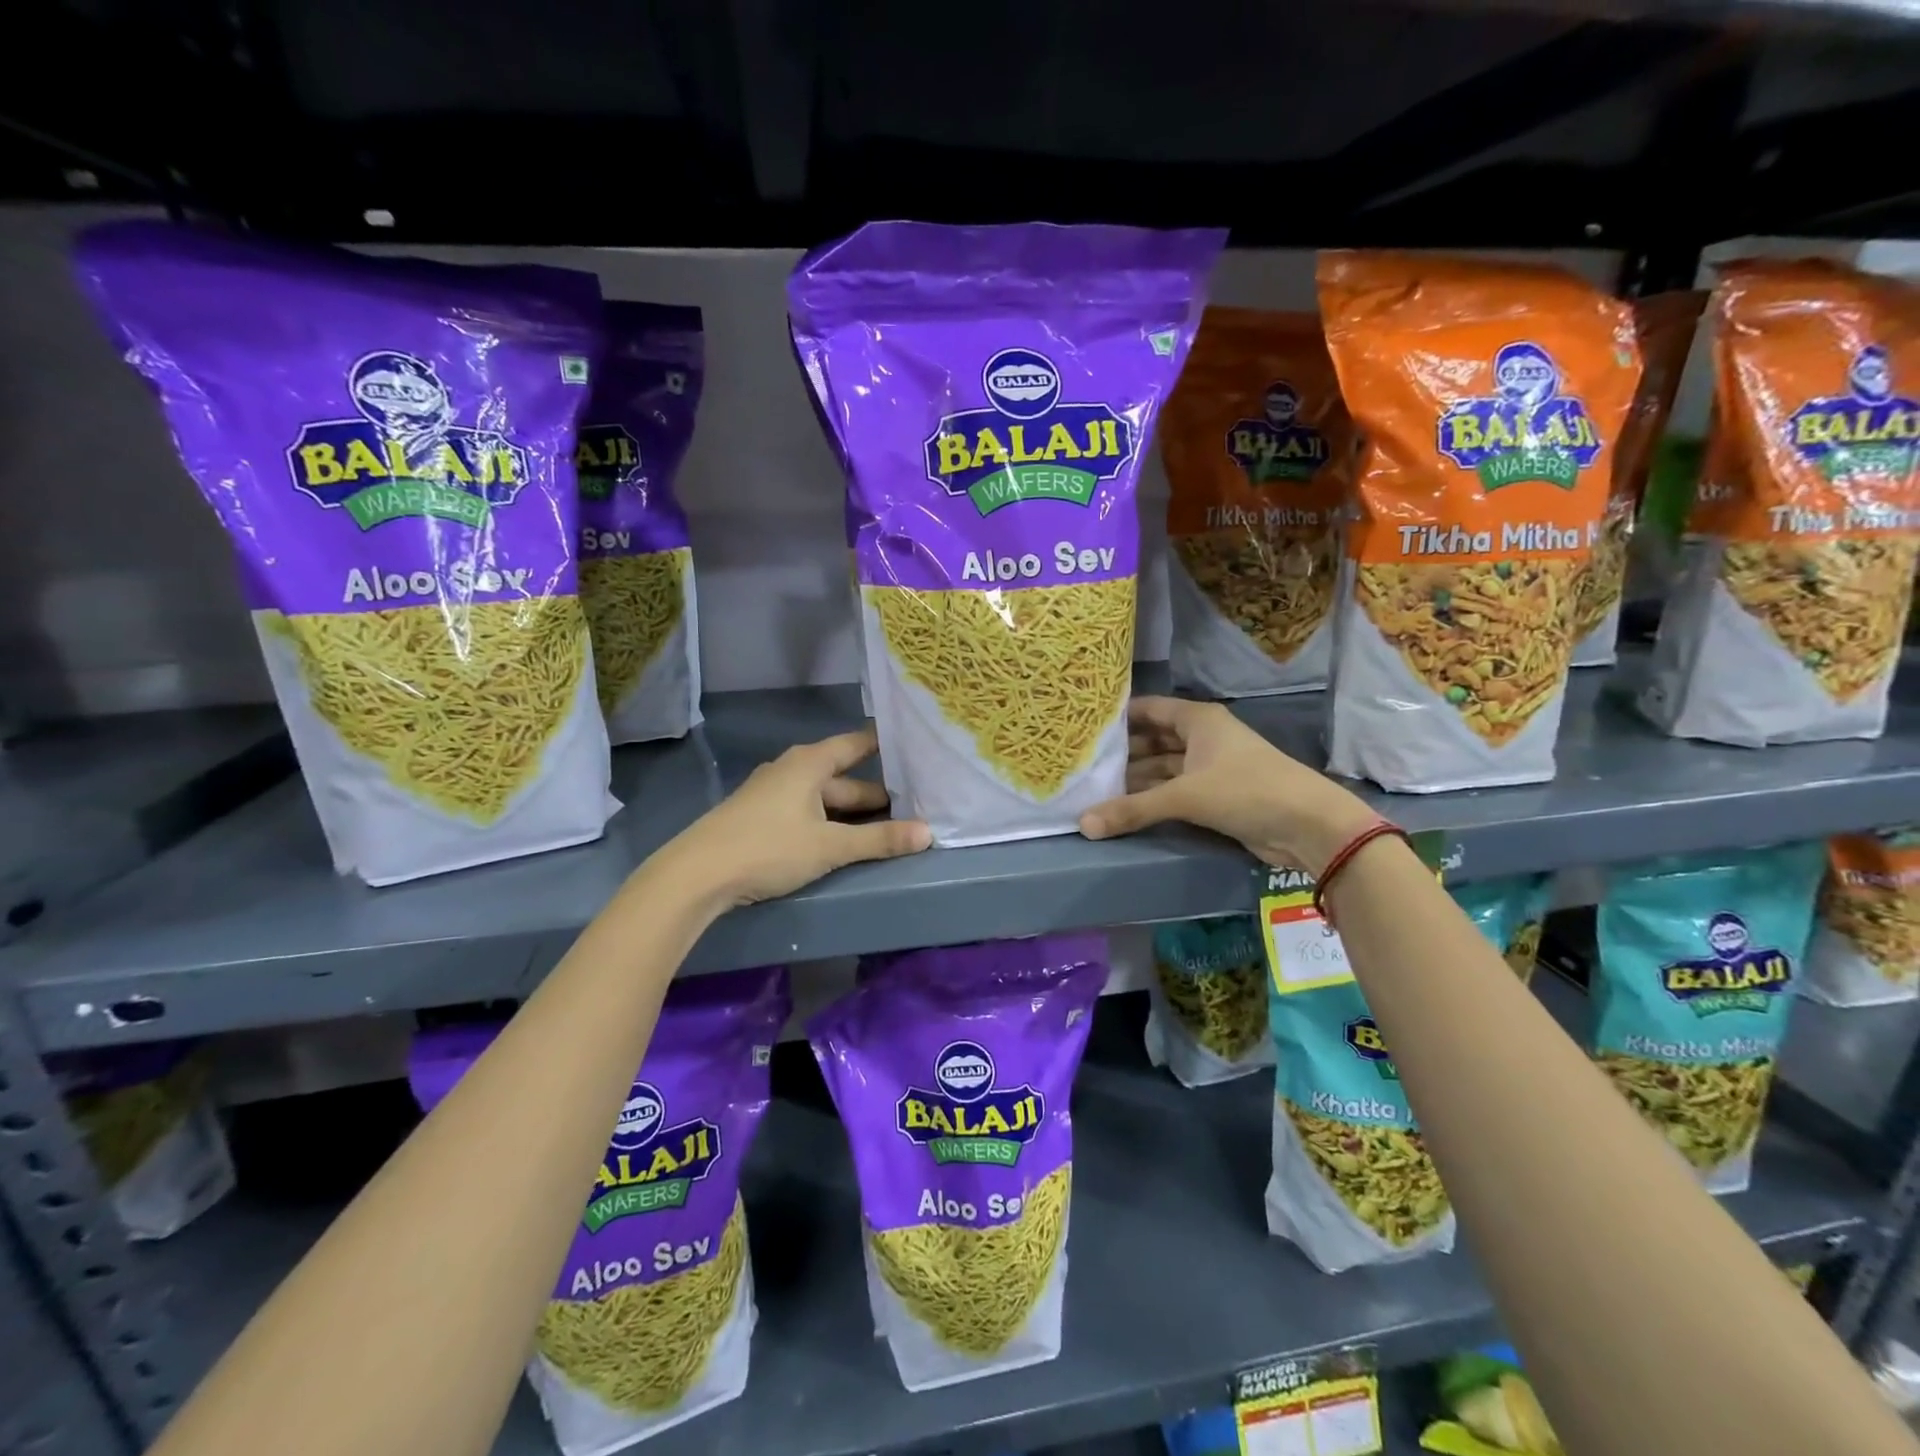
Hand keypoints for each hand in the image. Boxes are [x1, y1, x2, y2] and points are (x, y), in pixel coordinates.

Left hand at [655, 726, 930, 909]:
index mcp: (809, 763)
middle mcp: (791, 770)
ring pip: (824, 798)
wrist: (695, 875)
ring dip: (852, 812)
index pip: (856, 744)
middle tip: (914, 804)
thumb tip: (928, 833)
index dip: (885, 746)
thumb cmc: (768, 848)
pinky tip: (842, 839)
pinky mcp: (760, 818)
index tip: (916, 748)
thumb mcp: (830, 846)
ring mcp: (772, 794)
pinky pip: (806, 812)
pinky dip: (829, 821)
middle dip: (876, 793)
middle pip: (843, 777)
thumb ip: (879, 840)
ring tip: (887, 826)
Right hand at [1078, 697, 1377, 874]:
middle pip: (1153, 739)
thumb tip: (1083, 824)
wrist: (1308, 826)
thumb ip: (1133, 809)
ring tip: (1094, 789)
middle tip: (1082, 764)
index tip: (1083, 726)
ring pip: (1163, 768)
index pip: (1149, 709)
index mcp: (1198, 720)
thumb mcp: (1185, 796)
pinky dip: (1152, 798)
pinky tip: (1124, 808)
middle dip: (1122, 753)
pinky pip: (1175, 791)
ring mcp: (1210, 767)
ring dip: (1135, 779)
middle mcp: (1203, 738)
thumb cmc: (1246, 791)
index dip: (1118, 716)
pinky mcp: (1216, 796)